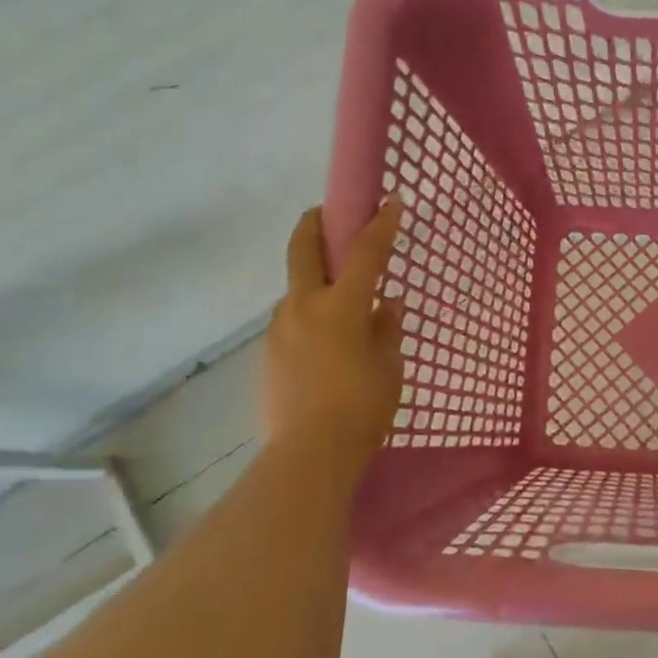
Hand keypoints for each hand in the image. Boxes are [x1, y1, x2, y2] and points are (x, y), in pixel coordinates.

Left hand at [263, 199, 405, 456]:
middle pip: (302, 249)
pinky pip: (291, 324)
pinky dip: (308, 319)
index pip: (364, 253)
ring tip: (339, 307)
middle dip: (314, 224)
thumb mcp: (389, 367)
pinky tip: (324, 346)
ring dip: (313, 282)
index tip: (390, 202)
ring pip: (295, 291)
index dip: (380, 225)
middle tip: (324, 215)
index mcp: (341, 306)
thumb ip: (386, 330)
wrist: (308, 455)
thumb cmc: (362, 408)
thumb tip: (385, 305)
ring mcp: (279, 330)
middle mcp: (303, 307)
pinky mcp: (267, 356)